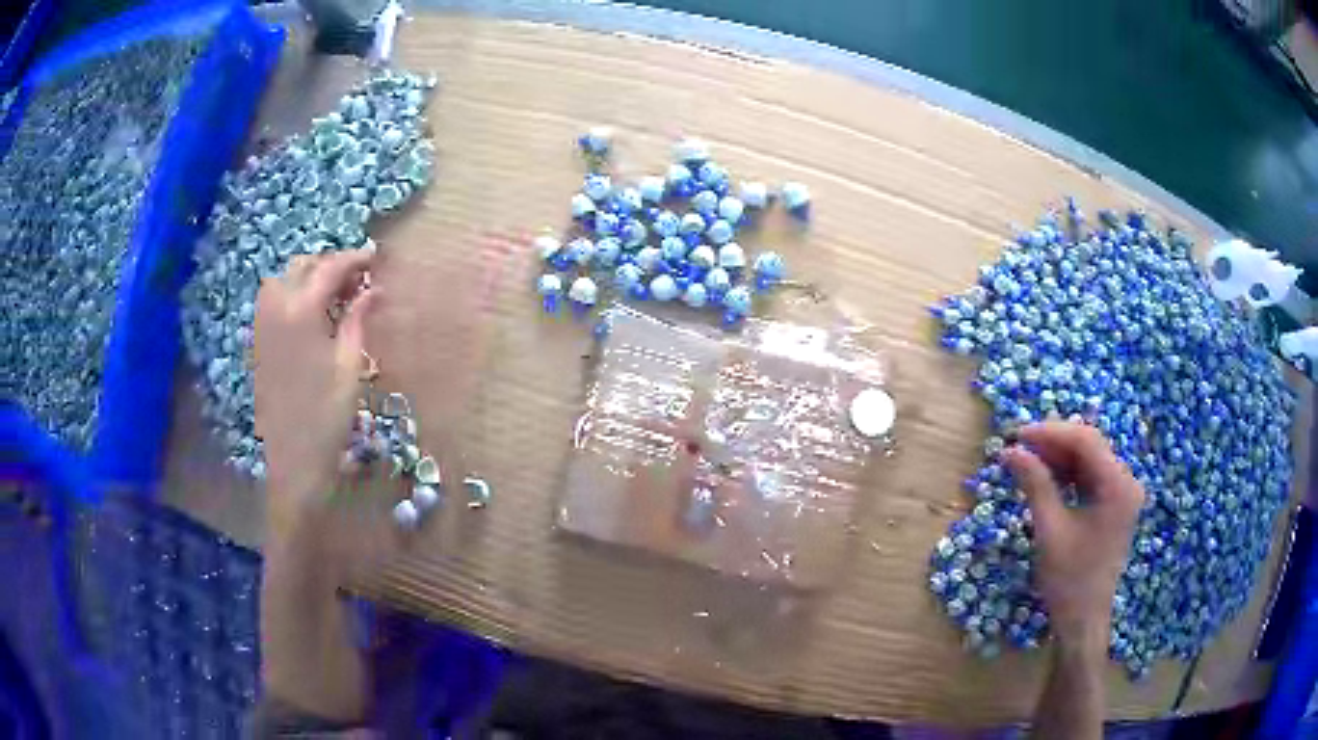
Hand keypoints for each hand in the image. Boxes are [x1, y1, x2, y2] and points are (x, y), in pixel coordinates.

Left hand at [253, 250, 376, 531]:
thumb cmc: (328, 415)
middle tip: (357, 278)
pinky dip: (293, 294)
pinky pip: (273, 301)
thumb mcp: (350, 366)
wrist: (294, 460)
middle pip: (302, 266)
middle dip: (330, 264)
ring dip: (308, 276)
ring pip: (283, 280)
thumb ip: (357, 320)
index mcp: (301, 312)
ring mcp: (263, 326)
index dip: (354, 259)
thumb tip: (371, 289)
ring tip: (334, 294)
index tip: (375, 258)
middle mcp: (276, 309)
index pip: (329, 268)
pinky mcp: (259, 343)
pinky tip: (311, 314)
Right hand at [1002, 421, 1143, 646]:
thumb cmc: (1068, 580)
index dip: (1050, 433)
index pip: (1086, 441)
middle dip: (1053, 443)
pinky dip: (1067, 474)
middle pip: (1089, 446)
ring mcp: (1122, 494)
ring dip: (1058, 457)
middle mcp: (1126, 482)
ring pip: (1088, 459)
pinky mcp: (1113, 505)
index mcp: (1118, 486)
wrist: (1083, 620)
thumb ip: (1035, 485)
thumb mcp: (1050, 531)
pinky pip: (1090, 477)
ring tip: (1027, 460)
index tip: (1017, 435)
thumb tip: (1011, 451)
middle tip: (1018, 446)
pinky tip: (1045, 477)